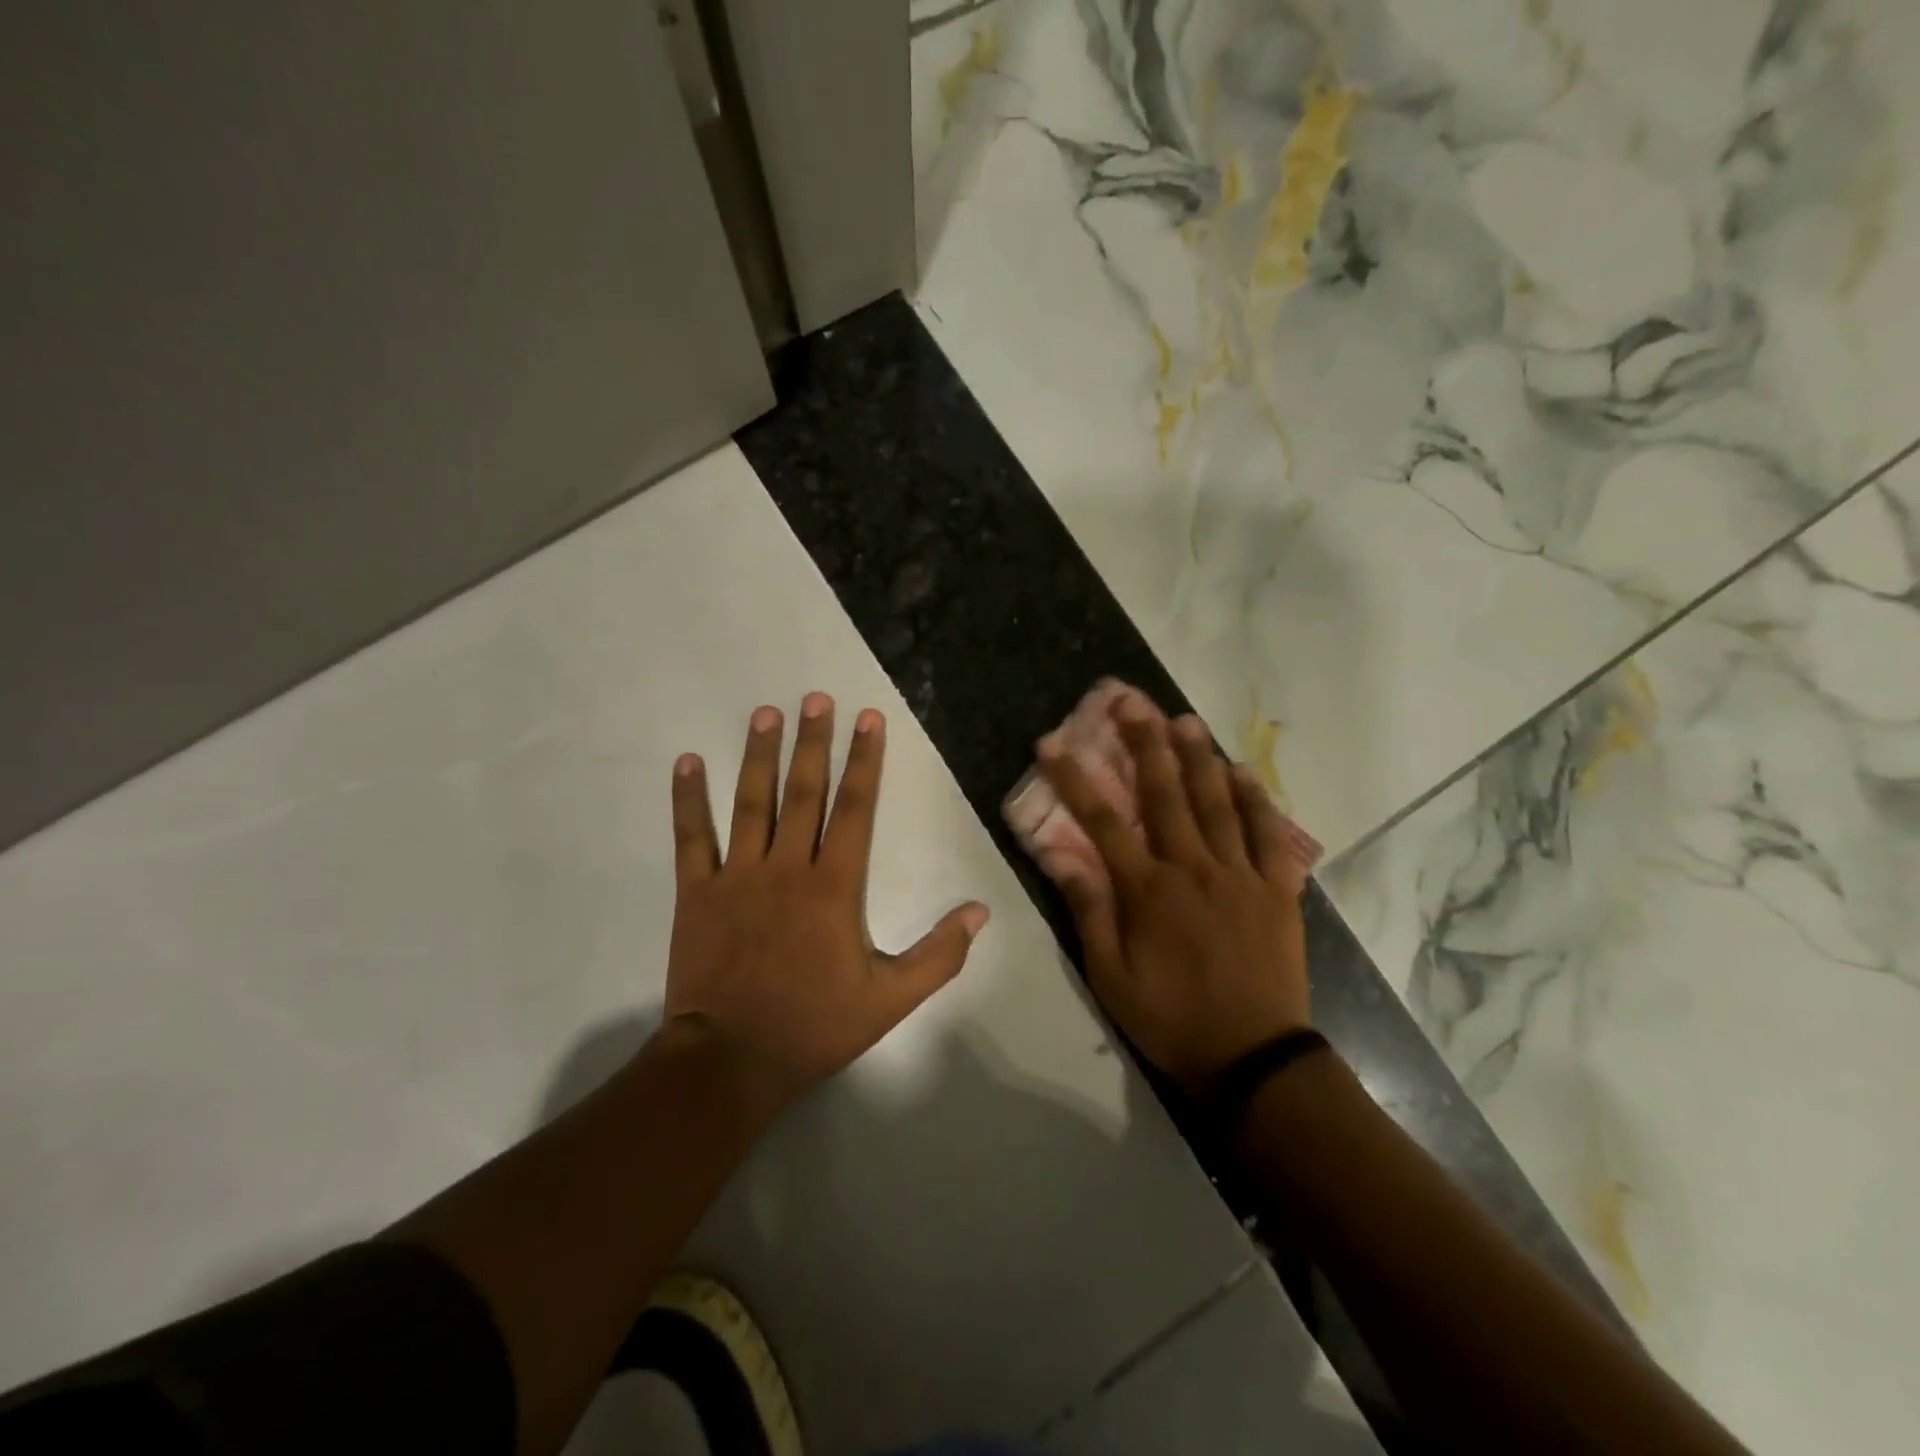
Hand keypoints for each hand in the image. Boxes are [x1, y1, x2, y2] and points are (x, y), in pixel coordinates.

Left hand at [662, 694, 990, 1104]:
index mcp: (834, 886)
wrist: (732, 1059)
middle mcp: (787, 867)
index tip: (868, 719)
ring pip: (751, 802)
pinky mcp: (698, 893)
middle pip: (804, 792)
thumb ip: (938, 954)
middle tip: (816, 697)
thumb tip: (980, 912)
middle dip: (813, 741)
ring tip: (765, 712)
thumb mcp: (890, 999)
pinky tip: (687, 762)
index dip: (864, 760)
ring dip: (760, 754)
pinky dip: (688, 799)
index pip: (854, 808)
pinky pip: (692, 837)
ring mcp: (738, 876)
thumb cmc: (814, 1025)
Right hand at [1037, 701, 1310, 1095]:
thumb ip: (1088, 910)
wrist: (1253, 1059)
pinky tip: (1243, 772)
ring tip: (1183, 719)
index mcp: (1148, 891)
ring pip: (1217, 803)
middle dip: (1143, 743)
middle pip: (1165, 795)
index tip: (1052, 743)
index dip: (1074, 779)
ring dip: (1198, 757)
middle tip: (1130, 702)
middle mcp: (1193, 869)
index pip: (1103, 821)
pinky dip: (1256, 800)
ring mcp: (1240, 875)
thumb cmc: (1171, 1019)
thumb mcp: (1110, 976)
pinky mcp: (1277, 890)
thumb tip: (1060, 855)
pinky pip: (1269, 835)